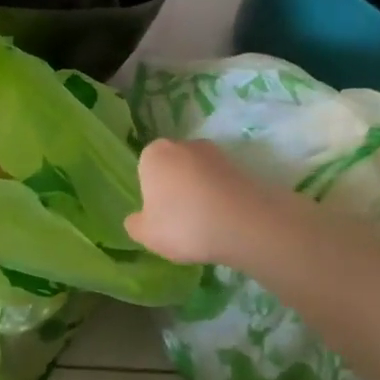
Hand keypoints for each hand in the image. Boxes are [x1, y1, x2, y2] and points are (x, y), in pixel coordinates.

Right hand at [126, 138, 324, 270]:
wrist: (243, 223)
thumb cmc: (184, 224)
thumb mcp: (147, 235)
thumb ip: (135, 225)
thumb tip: (136, 219)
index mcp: (154, 153)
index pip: (145, 170)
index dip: (152, 194)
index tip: (161, 217)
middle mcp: (182, 144)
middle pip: (173, 168)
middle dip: (175, 189)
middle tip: (182, 221)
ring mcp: (214, 152)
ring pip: (198, 174)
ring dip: (200, 192)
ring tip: (206, 224)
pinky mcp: (239, 165)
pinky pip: (220, 182)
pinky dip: (220, 196)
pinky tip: (224, 220)